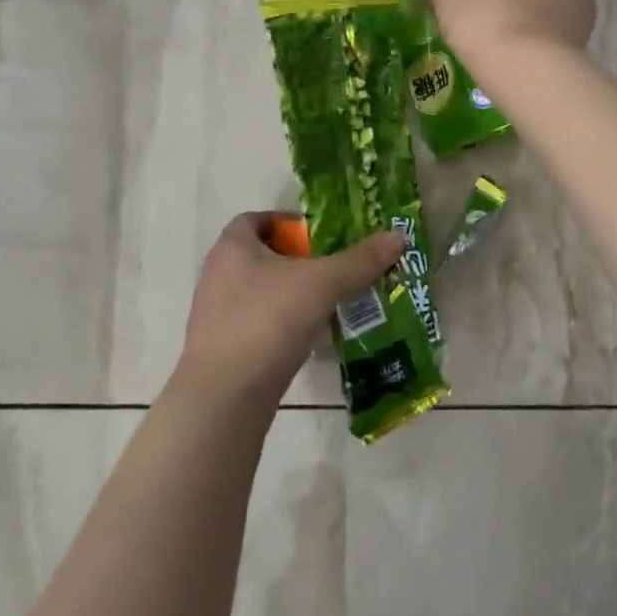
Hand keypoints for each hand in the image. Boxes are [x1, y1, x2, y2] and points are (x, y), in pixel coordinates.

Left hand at [174, 213, 405, 405]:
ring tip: (332, 300)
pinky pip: (261, 323)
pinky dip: (285, 323)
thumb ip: (360, 260)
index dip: (289, 222)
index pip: (257, 219)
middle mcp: (218, 274)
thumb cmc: (269, 321)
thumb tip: (398, 236)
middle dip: (300, 259)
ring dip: (294, 293)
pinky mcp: (225, 348)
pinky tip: (313, 335)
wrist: (226, 396)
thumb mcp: (323, 283)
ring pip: (263, 291)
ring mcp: (218, 314)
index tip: (322, 235)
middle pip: (263, 255)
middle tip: (337, 266)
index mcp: (233, 247)